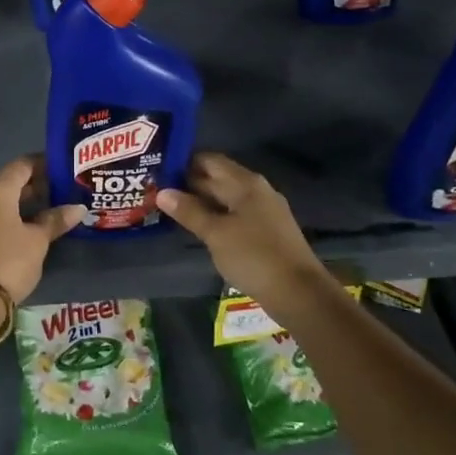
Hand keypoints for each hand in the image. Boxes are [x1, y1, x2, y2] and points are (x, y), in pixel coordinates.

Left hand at [0, 157, 85, 304]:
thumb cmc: (9, 261)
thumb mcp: (38, 241)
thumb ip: (55, 220)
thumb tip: (78, 208)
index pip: (21, 166)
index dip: (41, 164)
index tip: (58, 169)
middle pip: (5, 184)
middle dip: (28, 188)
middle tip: (53, 194)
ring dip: (12, 206)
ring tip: (36, 216)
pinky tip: (13, 235)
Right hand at [154, 153, 328, 303]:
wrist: (299, 293)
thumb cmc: (254, 256)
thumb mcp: (216, 233)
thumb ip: (189, 211)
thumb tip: (162, 192)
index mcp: (245, 183)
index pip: (209, 161)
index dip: (184, 162)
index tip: (158, 170)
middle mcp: (256, 190)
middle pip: (218, 179)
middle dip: (189, 184)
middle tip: (156, 190)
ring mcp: (264, 211)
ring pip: (226, 199)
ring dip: (201, 203)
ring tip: (170, 209)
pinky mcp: (266, 232)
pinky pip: (235, 215)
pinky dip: (215, 217)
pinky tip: (198, 228)